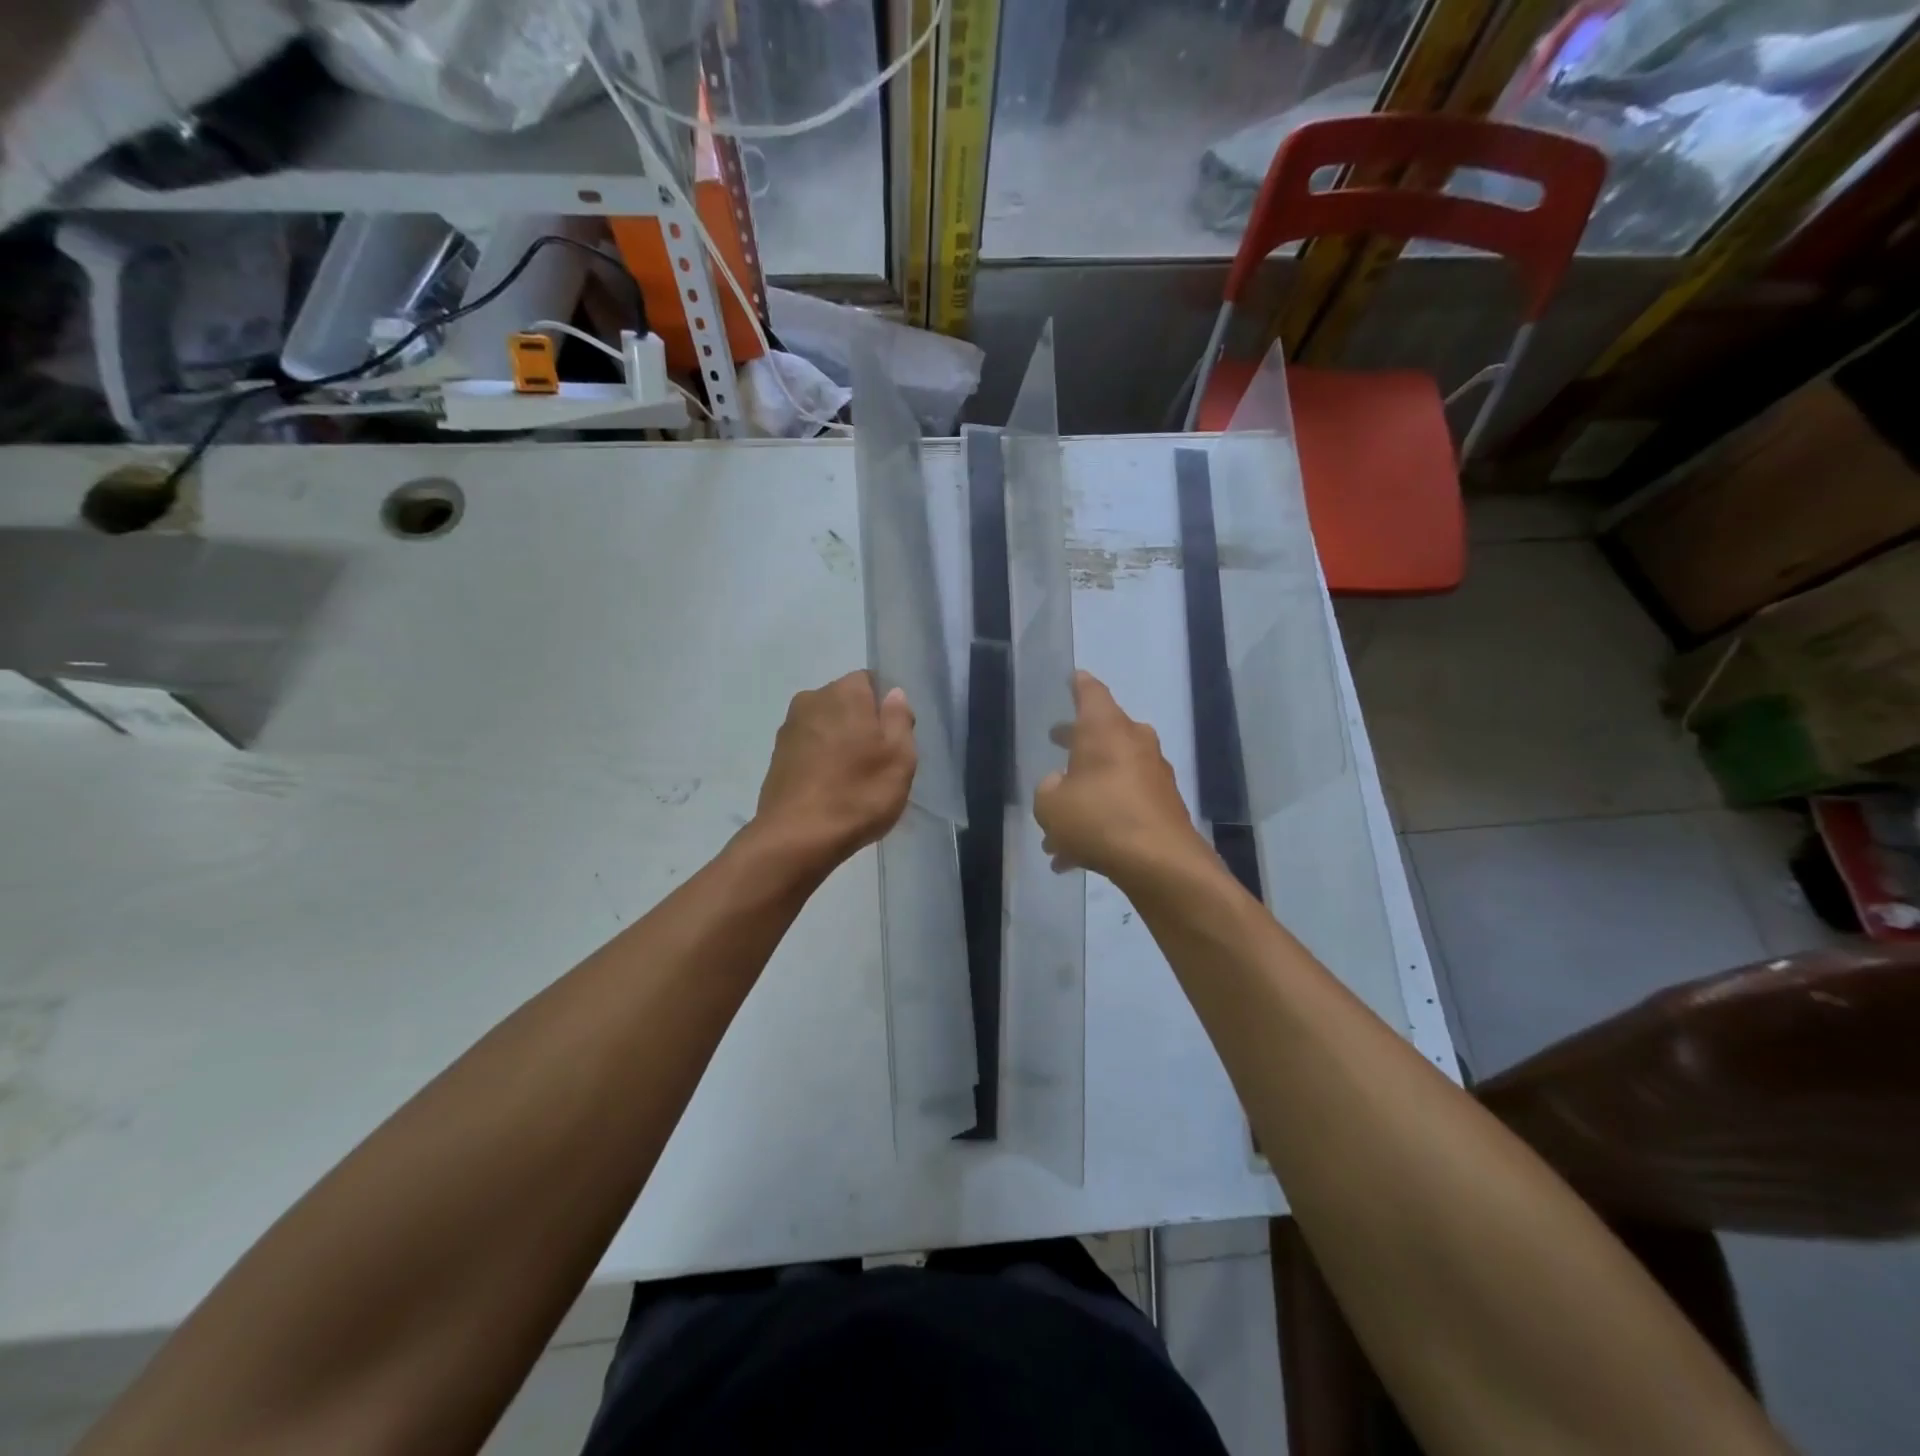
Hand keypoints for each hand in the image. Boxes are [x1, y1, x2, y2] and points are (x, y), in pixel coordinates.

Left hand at [751, 670, 916, 873]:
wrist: (797, 838)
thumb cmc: (858, 793)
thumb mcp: (900, 757)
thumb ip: (899, 719)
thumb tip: (893, 694)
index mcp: (844, 692)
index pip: (870, 681)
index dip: (885, 708)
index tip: (893, 739)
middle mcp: (811, 700)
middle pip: (846, 703)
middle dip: (861, 725)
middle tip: (877, 763)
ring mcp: (788, 729)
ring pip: (826, 727)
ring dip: (839, 745)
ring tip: (853, 781)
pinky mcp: (776, 757)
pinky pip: (809, 750)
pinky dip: (820, 762)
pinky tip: (831, 791)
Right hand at [1034, 670, 1211, 886]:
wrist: (1159, 861)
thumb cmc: (1097, 818)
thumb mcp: (1050, 805)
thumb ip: (1048, 790)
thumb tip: (1059, 785)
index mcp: (1104, 729)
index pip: (1091, 693)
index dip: (1079, 685)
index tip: (1074, 679)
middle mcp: (1133, 742)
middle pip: (1102, 733)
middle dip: (1077, 741)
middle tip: (1056, 742)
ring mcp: (1153, 774)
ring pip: (1111, 775)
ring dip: (1086, 794)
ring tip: (1057, 830)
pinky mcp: (1164, 805)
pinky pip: (1124, 805)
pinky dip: (1102, 821)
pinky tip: (1076, 857)